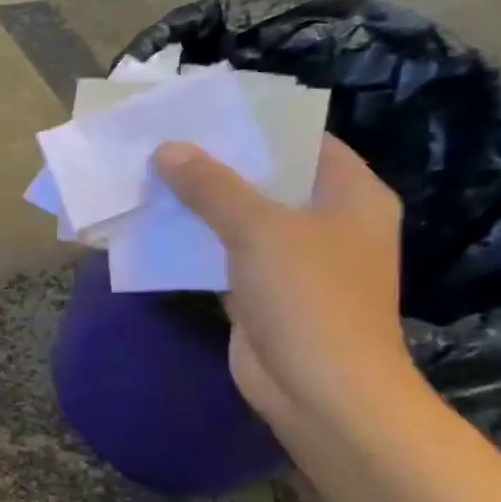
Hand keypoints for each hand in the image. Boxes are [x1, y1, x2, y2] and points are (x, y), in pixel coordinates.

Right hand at [152, 134, 418, 428]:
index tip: (205, 111)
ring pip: (240, 219)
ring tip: (149, 176)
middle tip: (164, 141)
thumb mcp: (259, 229)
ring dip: (199, 204)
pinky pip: (223, 255)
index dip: (257, 124)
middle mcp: (327, 222)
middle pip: (268, 179)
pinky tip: (154, 227)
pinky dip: (194, 243)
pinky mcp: (263, 292)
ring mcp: (295, 261)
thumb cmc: (308, 297)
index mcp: (350, 195)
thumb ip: (212, 186)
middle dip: (217, 163)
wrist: (319, 390)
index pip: (304, 141)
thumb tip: (167, 148)